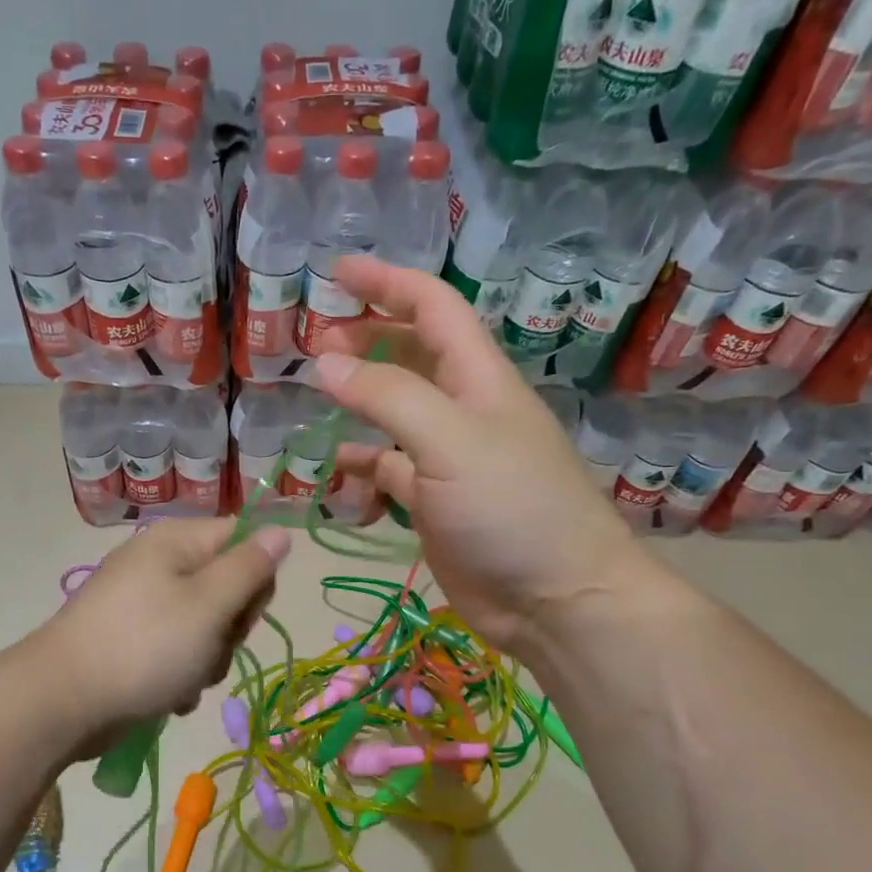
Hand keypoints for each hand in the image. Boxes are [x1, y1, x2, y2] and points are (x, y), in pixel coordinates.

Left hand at [35, 519, 289, 754]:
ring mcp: (141, 605)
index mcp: (176, 543)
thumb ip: (250, 568)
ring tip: (185, 679)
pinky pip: (176, 652)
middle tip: (211, 647)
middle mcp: (159, 565)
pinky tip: (168, 696)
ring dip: (207, 660)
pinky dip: (180, 675)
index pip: (242, 540)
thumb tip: (281, 531)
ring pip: (205, 627)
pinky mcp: (131, 641)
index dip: (255, 577)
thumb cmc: (145, 646)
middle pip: (226, 587)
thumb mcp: (209, 604)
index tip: (244, 611)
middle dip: (229, 628)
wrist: (62, 701)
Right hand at [313, 256, 651, 654]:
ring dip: (357, 408)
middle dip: (366, 342)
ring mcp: (448, 459)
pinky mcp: (435, 504)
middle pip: (410, 357)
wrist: (555, 598)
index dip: (387, 284)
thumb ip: (387, 397)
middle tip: (316, 345)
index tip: (337, 273)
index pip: (432, 308)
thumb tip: (324, 362)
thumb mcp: (449, 442)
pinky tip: (340, 478)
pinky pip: (389, 472)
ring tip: (317, 409)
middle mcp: (463, 410)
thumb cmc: (512, 509)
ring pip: (393, 417)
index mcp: (477, 378)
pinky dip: (363, 470)